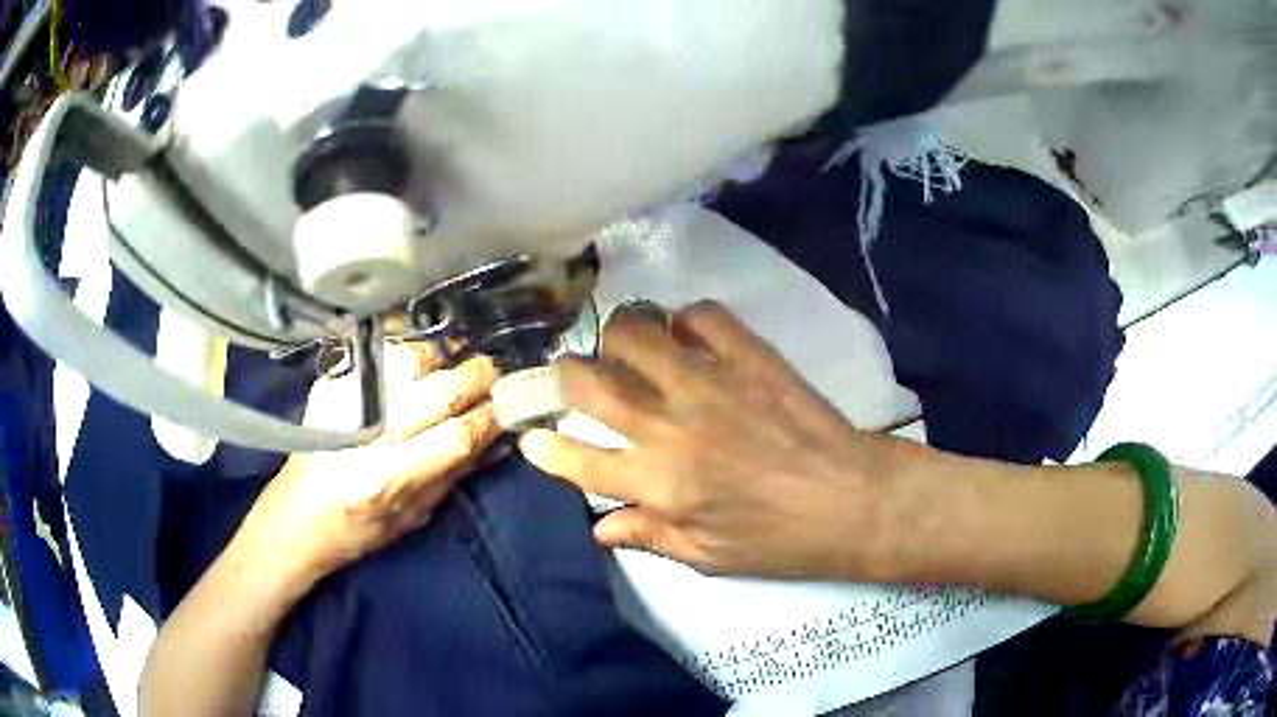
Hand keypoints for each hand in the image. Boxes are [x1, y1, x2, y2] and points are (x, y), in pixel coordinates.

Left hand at [233, 344, 501, 586]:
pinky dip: (407, 350)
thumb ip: (452, 474)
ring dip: (441, 358)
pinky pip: (378, 353)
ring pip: (409, 360)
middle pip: (438, 391)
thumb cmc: (358, 529)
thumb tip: (492, 436)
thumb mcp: (413, 516)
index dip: (490, 416)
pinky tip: (418, 358)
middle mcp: (367, 436)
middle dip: (476, 377)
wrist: (297, 514)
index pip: (456, 435)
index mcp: (389, 479)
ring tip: (452, 364)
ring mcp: (344, 402)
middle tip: (493, 372)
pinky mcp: (330, 384)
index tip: (511, 404)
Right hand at [520, 301, 908, 579]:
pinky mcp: (748, 355)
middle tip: (573, 377)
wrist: (852, 499)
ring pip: (635, 333)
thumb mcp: (710, 558)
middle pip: (590, 383)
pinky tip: (691, 336)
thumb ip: (650, 537)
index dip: (545, 447)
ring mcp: (708, 382)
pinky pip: (701, 315)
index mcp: (658, 483)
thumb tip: (599, 528)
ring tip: (627, 348)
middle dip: (565, 375)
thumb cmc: (781, 540)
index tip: (531, 435)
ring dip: (619, 337)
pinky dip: (686, 319)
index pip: (578, 460)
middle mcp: (669, 426)